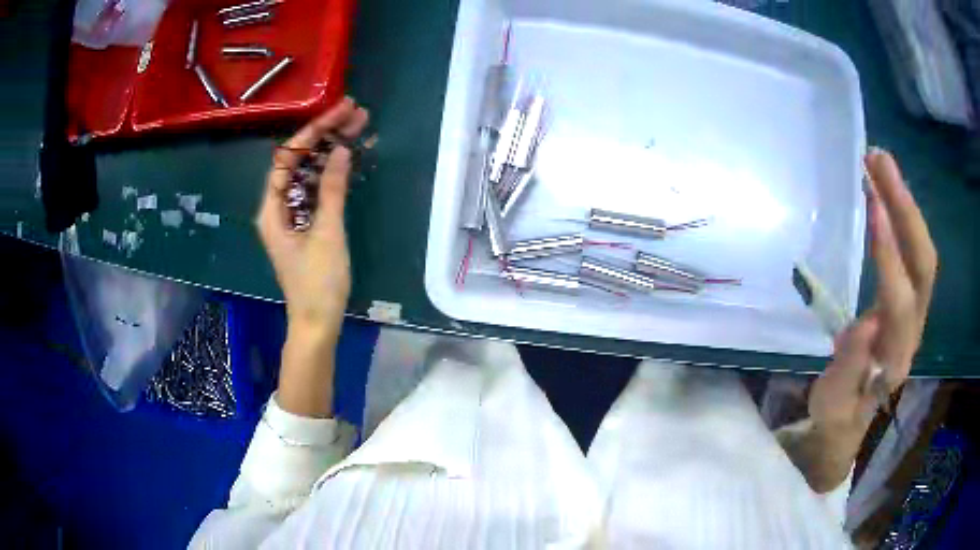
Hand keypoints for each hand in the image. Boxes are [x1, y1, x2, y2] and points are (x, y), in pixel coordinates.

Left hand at [256, 98, 368, 335]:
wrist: (318, 322)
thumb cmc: (318, 282)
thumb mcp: (326, 233)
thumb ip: (332, 190)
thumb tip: (340, 150)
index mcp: (272, 208)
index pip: (288, 157)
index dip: (313, 131)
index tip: (338, 112)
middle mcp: (277, 207)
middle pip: (299, 161)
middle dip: (325, 135)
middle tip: (355, 113)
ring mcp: (292, 215)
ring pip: (309, 173)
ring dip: (331, 150)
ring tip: (358, 127)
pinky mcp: (305, 224)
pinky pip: (316, 189)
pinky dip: (332, 173)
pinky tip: (350, 157)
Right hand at [810, 149, 937, 434]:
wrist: (851, 419)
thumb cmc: (837, 412)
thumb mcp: (832, 401)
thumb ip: (848, 368)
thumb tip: (865, 323)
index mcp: (895, 356)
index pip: (901, 299)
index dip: (890, 255)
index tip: (873, 206)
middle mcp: (914, 328)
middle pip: (923, 264)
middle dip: (905, 210)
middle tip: (878, 160)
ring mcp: (915, 310)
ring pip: (922, 251)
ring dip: (904, 203)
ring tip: (879, 162)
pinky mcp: (909, 298)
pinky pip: (914, 251)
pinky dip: (903, 215)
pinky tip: (885, 191)